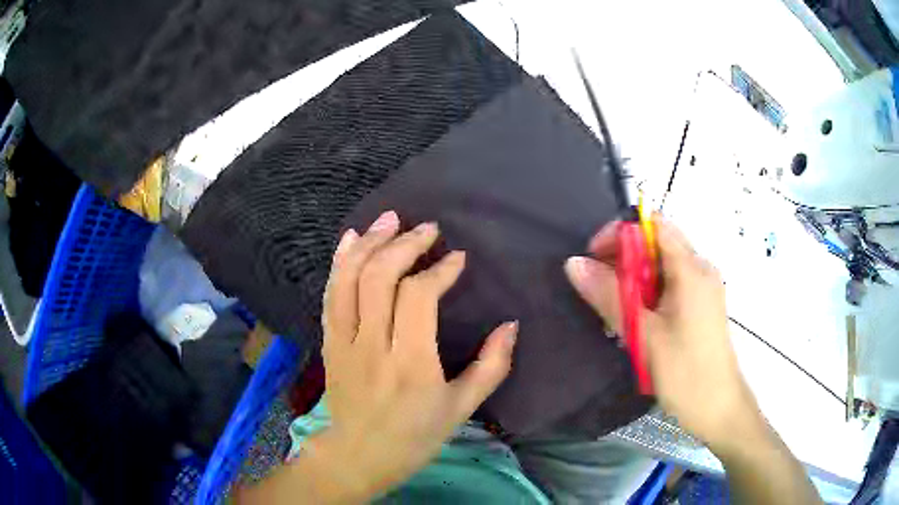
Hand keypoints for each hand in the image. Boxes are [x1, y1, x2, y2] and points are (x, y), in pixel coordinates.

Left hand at [312, 210, 517, 499]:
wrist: (359, 455)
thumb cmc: (415, 436)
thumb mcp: (462, 409)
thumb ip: (491, 366)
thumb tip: (510, 325)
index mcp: (410, 364)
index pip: (418, 297)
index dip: (439, 270)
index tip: (457, 258)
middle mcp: (372, 346)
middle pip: (380, 277)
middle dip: (405, 244)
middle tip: (427, 229)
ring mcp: (344, 342)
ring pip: (349, 278)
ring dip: (369, 243)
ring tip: (390, 220)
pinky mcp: (328, 342)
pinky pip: (330, 294)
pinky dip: (340, 262)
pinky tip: (352, 238)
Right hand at [564, 216, 758, 448]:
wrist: (719, 409)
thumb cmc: (686, 373)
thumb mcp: (644, 335)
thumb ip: (610, 296)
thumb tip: (574, 264)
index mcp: (692, 269)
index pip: (653, 224)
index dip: (620, 232)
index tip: (594, 258)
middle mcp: (700, 270)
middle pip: (656, 245)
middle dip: (622, 260)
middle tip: (597, 290)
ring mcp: (702, 289)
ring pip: (661, 268)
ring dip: (633, 281)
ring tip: (612, 312)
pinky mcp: (700, 308)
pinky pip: (669, 287)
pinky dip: (647, 296)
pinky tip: (634, 323)